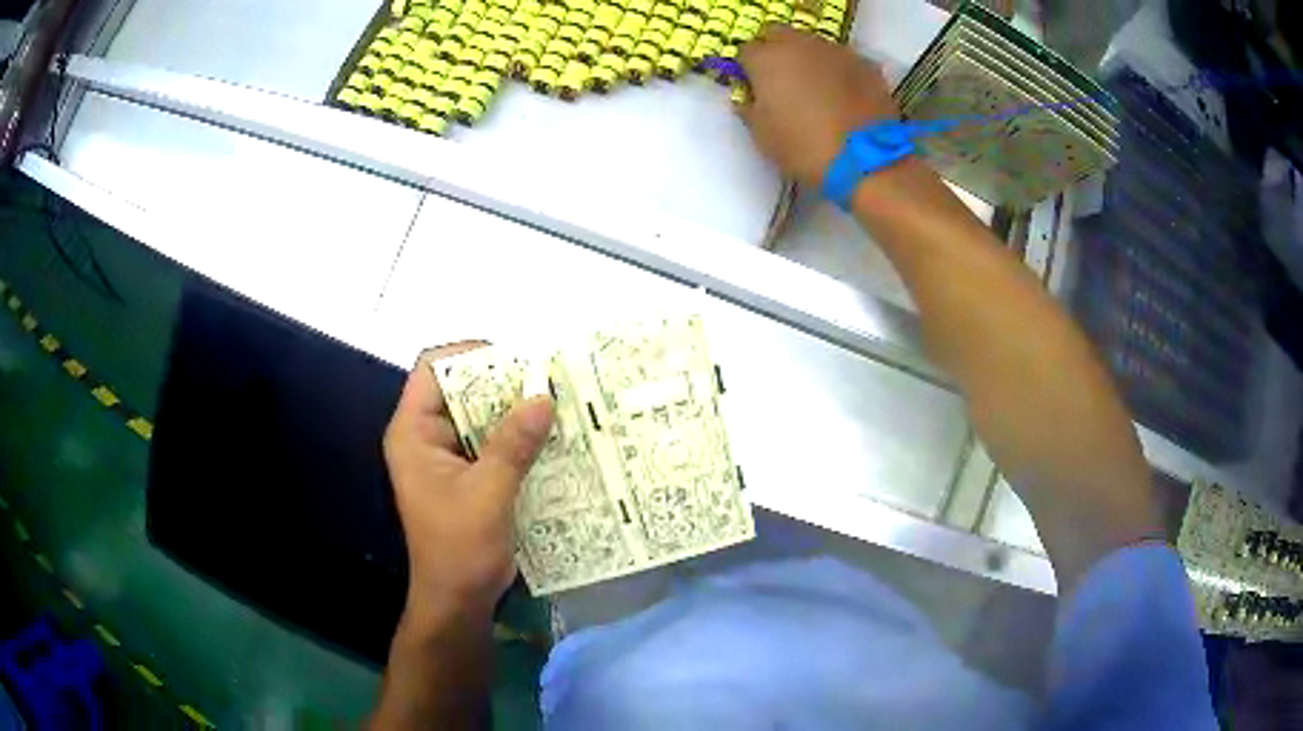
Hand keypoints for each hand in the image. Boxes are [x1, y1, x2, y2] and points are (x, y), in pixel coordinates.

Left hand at [383, 342, 553, 620]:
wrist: (458, 600)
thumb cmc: (460, 548)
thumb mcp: (488, 494)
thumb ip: (512, 445)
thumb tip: (543, 396)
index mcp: (414, 432)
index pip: (432, 368)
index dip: (469, 355)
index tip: (516, 362)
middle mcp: (426, 436)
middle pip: (460, 388)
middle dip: (502, 383)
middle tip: (548, 382)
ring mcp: (447, 456)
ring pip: (480, 415)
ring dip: (514, 410)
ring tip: (557, 405)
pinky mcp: (467, 475)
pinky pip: (492, 441)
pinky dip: (518, 436)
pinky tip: (551, 438)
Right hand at [737, 26, 899, 188]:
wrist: (867, 161)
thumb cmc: (804, 149)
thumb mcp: (762, 135)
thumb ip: (750, 107)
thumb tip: (750, 97)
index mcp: (768, 59)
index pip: (747, 52)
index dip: (749, 70)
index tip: (755, 89)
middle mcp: (801, 44)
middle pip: (779, 36)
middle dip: (776, 53)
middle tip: (782, 83)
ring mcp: (837, 51)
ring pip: (814, 46)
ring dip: (809, 60)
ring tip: (817, 92)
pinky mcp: (866, 65)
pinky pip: (843, 62)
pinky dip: (839, 73)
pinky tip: (844, 98)